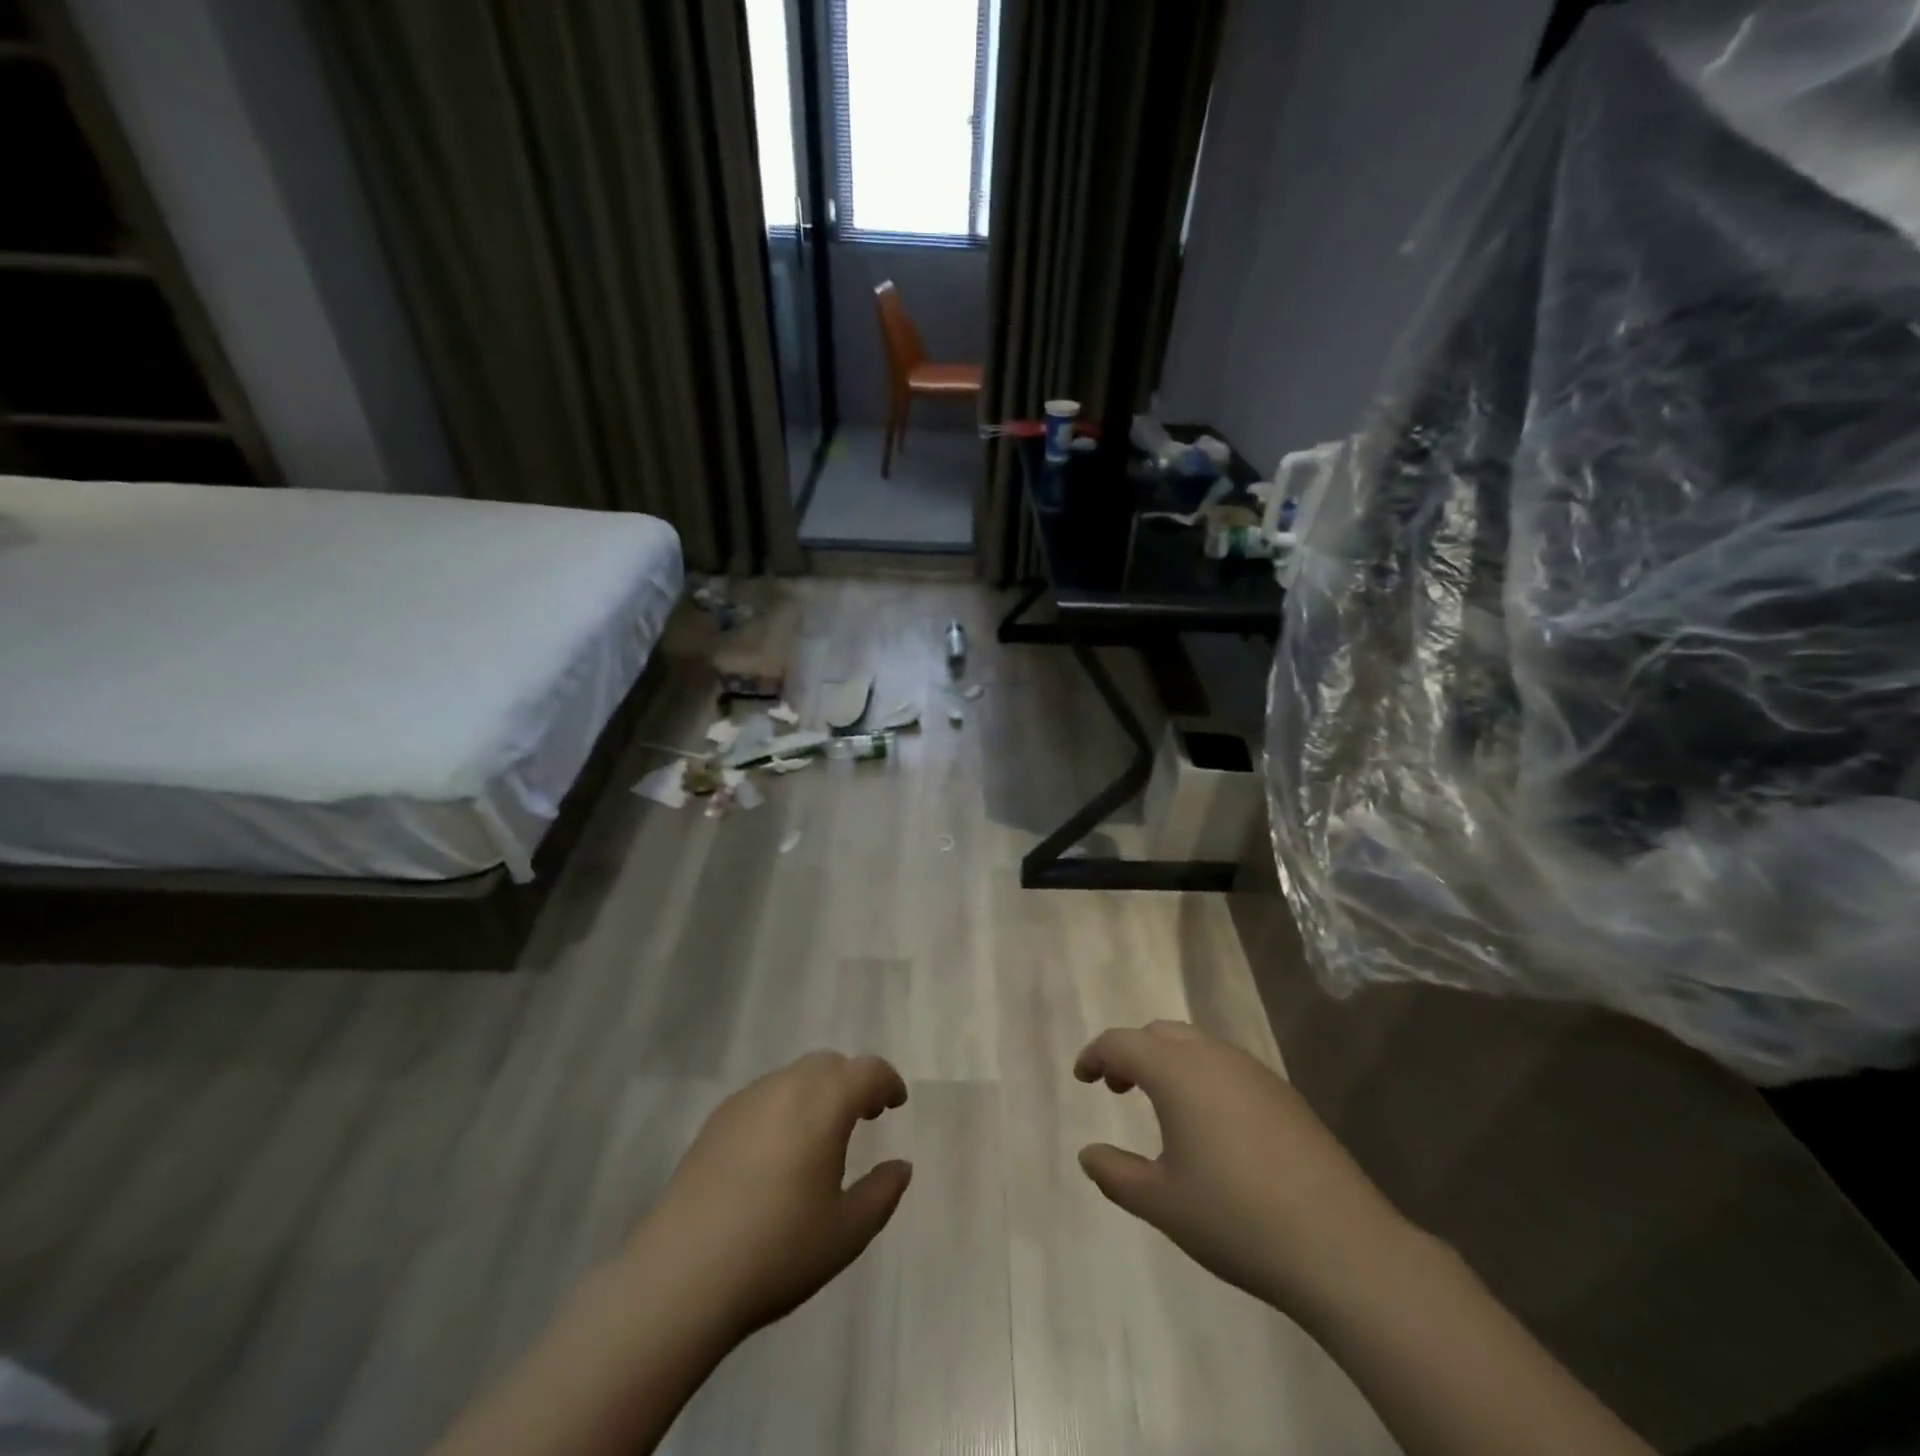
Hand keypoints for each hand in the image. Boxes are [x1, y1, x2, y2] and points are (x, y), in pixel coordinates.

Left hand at [632, 1051, 912, 1341]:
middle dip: (852, 1082)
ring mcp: (746, 1101)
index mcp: (824, 1103)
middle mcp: (786, 1087)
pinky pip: (764, 1096)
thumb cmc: (777, 1251)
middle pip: (829, 1064)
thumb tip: (900, 1166)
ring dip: (817, 1092)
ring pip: (794, 1076)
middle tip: (865, 1116)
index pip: (867, 1071)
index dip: (888, 1082)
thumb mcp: (846, 1233)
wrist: (681, 1277)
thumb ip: (882, 1193)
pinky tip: (778, 1151)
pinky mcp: (715, 1121)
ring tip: (821, 1136)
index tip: (896, 1103)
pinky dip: (785, 1106)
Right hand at [1075, 1021, 1411, 1322]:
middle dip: (1133, 1053)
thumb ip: (1115, 1174)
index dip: (1095, 1055)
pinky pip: (1229, 1067)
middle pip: (1160, 1034)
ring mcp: (1254, 1072)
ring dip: (1169, 1062)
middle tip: (1118, 1088)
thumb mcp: (1161, 1203)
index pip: (1122, 1042)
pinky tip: (1212, 1126)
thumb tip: (1088, 1154)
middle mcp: (1213, 1056)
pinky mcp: (1285, 1094)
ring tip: (1162, 1107)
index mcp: (1176, 1071)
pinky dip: (1203, 1077)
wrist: (1342, 1247)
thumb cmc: (1235, 1218)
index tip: (1082, 1077)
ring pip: (1198, 1046)